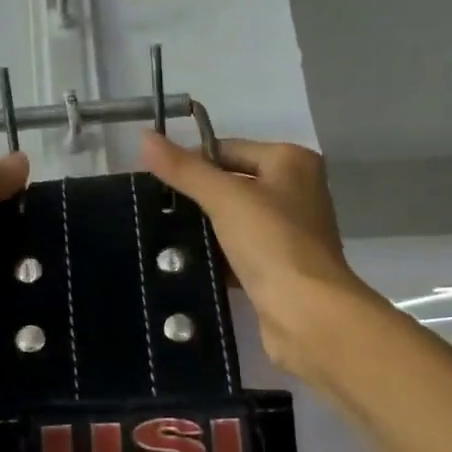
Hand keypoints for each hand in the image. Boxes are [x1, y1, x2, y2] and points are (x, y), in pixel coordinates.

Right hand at [140, 133, 377, 381]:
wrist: (308, 315)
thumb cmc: (272, 242)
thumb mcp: (224, 198)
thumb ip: (184, 169)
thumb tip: (143, 136)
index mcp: (291, 162)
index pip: (228, 148)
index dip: (191, 161)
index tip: (154, 180)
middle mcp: (295, 190)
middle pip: (231, 183)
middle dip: (196, 196)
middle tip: (154, 208)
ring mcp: (289, 231)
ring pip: (233, 219)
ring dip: (203, 228)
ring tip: (162, 234)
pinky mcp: (279, 266)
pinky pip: (238, 251)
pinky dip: (215, 255)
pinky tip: (184, 262)